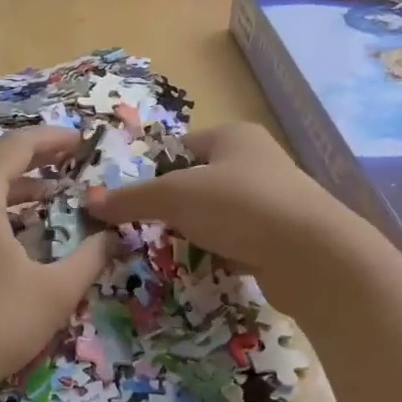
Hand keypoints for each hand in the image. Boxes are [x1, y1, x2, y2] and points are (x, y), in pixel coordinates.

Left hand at [0, 126, 115, 401]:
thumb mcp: (54, 291)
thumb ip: (90, 256)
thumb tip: (112, 236)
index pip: (19, 145)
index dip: (54, 139)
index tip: (82, 141)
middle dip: (36, 163)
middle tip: (71, 166)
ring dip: (13, 188)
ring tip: (51, 198)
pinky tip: (14, 229)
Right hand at [82, 122, 363, 299]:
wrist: (311, 255)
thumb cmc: (239, 206)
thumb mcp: (175, 196)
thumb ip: (132, 199)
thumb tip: (89, 202)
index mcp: (234, 136)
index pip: (181, 147)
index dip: (155, 171)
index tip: (134, 200)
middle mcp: (257, 160)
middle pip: (199, 181)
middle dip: (175, 207)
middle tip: (150, 229)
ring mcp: (273, 199)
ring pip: (219, 214)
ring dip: (198, 232)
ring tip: (177, 250)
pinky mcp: (282, 236)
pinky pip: (240, 240)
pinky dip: (223, 251)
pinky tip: (211, 266)